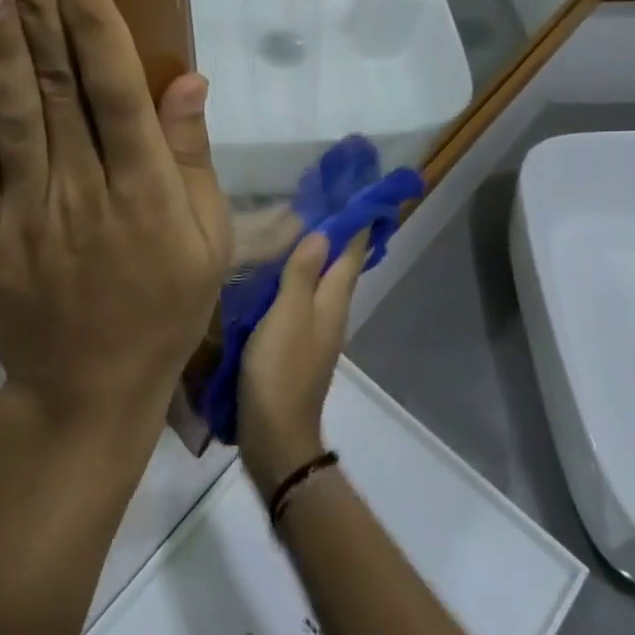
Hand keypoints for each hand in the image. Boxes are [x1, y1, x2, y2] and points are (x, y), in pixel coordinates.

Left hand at [0, 0, 232, 433]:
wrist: (88, 395)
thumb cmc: (162, 306)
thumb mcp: (206, 237)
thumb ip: (192, 154)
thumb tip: (188, 73)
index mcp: (147, 191)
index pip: (119, 92)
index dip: (95, 23)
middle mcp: (87, 192)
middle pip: (58, 88)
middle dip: (34, 7)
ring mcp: (28, 217)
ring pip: (12, 119)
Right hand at [237, 230, 369, 496]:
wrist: (275, 437)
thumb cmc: (281, 370)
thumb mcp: (287, 315)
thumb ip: (302, 274)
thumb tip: (323, 234)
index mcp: (332, 303)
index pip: (351, 256)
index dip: (357, 227)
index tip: (360, 197)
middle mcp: (330, 315)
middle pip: (340, 269)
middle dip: (338, 238)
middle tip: (326, 204)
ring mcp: (315, 333)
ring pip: (321, 284)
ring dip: (317, 258)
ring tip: (300, 230)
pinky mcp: (297, 348)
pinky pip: (302, 301)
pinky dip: (298, 280)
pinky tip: (279, 276)